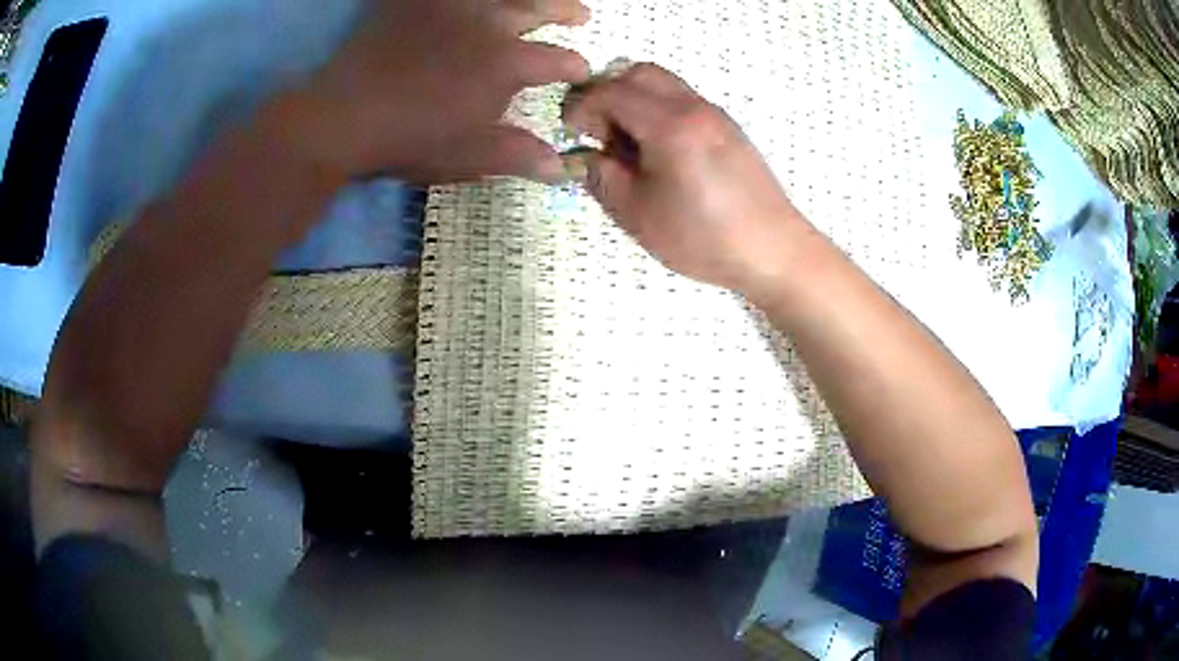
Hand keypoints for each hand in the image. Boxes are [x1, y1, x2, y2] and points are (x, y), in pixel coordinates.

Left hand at [270, 0, 591, 183]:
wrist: (343, 117)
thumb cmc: (410, 140)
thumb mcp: (469, 156)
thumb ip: (517, 154)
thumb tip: (560, 167)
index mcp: (507, 63)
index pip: (557, 60)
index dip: (575, 66)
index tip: (582, 71)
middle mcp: (488, 24)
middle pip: (538, 9)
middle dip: (565, 11)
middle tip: (581, 14)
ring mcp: (450, 7)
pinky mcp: (415, 2)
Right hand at [563, 63, 808, 297]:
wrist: (773, 250)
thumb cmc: (703, 237)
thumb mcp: (637, 214)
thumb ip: (602, 177)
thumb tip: (588, 156)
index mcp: (669, 124)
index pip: (611, 91)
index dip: (581, 107)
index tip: (571, 132)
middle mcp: (694, 107)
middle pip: (639, 73)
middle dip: (609, 95)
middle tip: (602, 135)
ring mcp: (716, 115)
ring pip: (664, 84)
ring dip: (636, 103)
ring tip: (631, 149)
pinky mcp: (729, 129)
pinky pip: (683, 102)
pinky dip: (659, 112)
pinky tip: (661, 155)